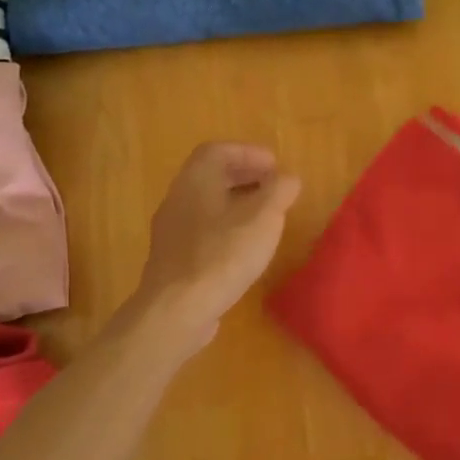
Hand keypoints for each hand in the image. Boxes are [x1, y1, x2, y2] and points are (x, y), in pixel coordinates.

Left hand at [134, 143, 301, 351]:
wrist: (178, 309)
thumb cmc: (223, 254)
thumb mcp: (264, 217)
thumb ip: (280, 191)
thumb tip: (288, 178)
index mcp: (196, 180)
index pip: (218, 150)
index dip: (248, 153)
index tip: (275, 166)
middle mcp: (178, 199)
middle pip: (210, 176)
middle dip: (244, 177)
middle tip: (273, 188)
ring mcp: (171, 231)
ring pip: (206, 205)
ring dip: (235, 204)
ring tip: (264, 218)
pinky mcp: (173, 259)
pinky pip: (201, 231)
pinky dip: (225, 228)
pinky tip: (243, 248)